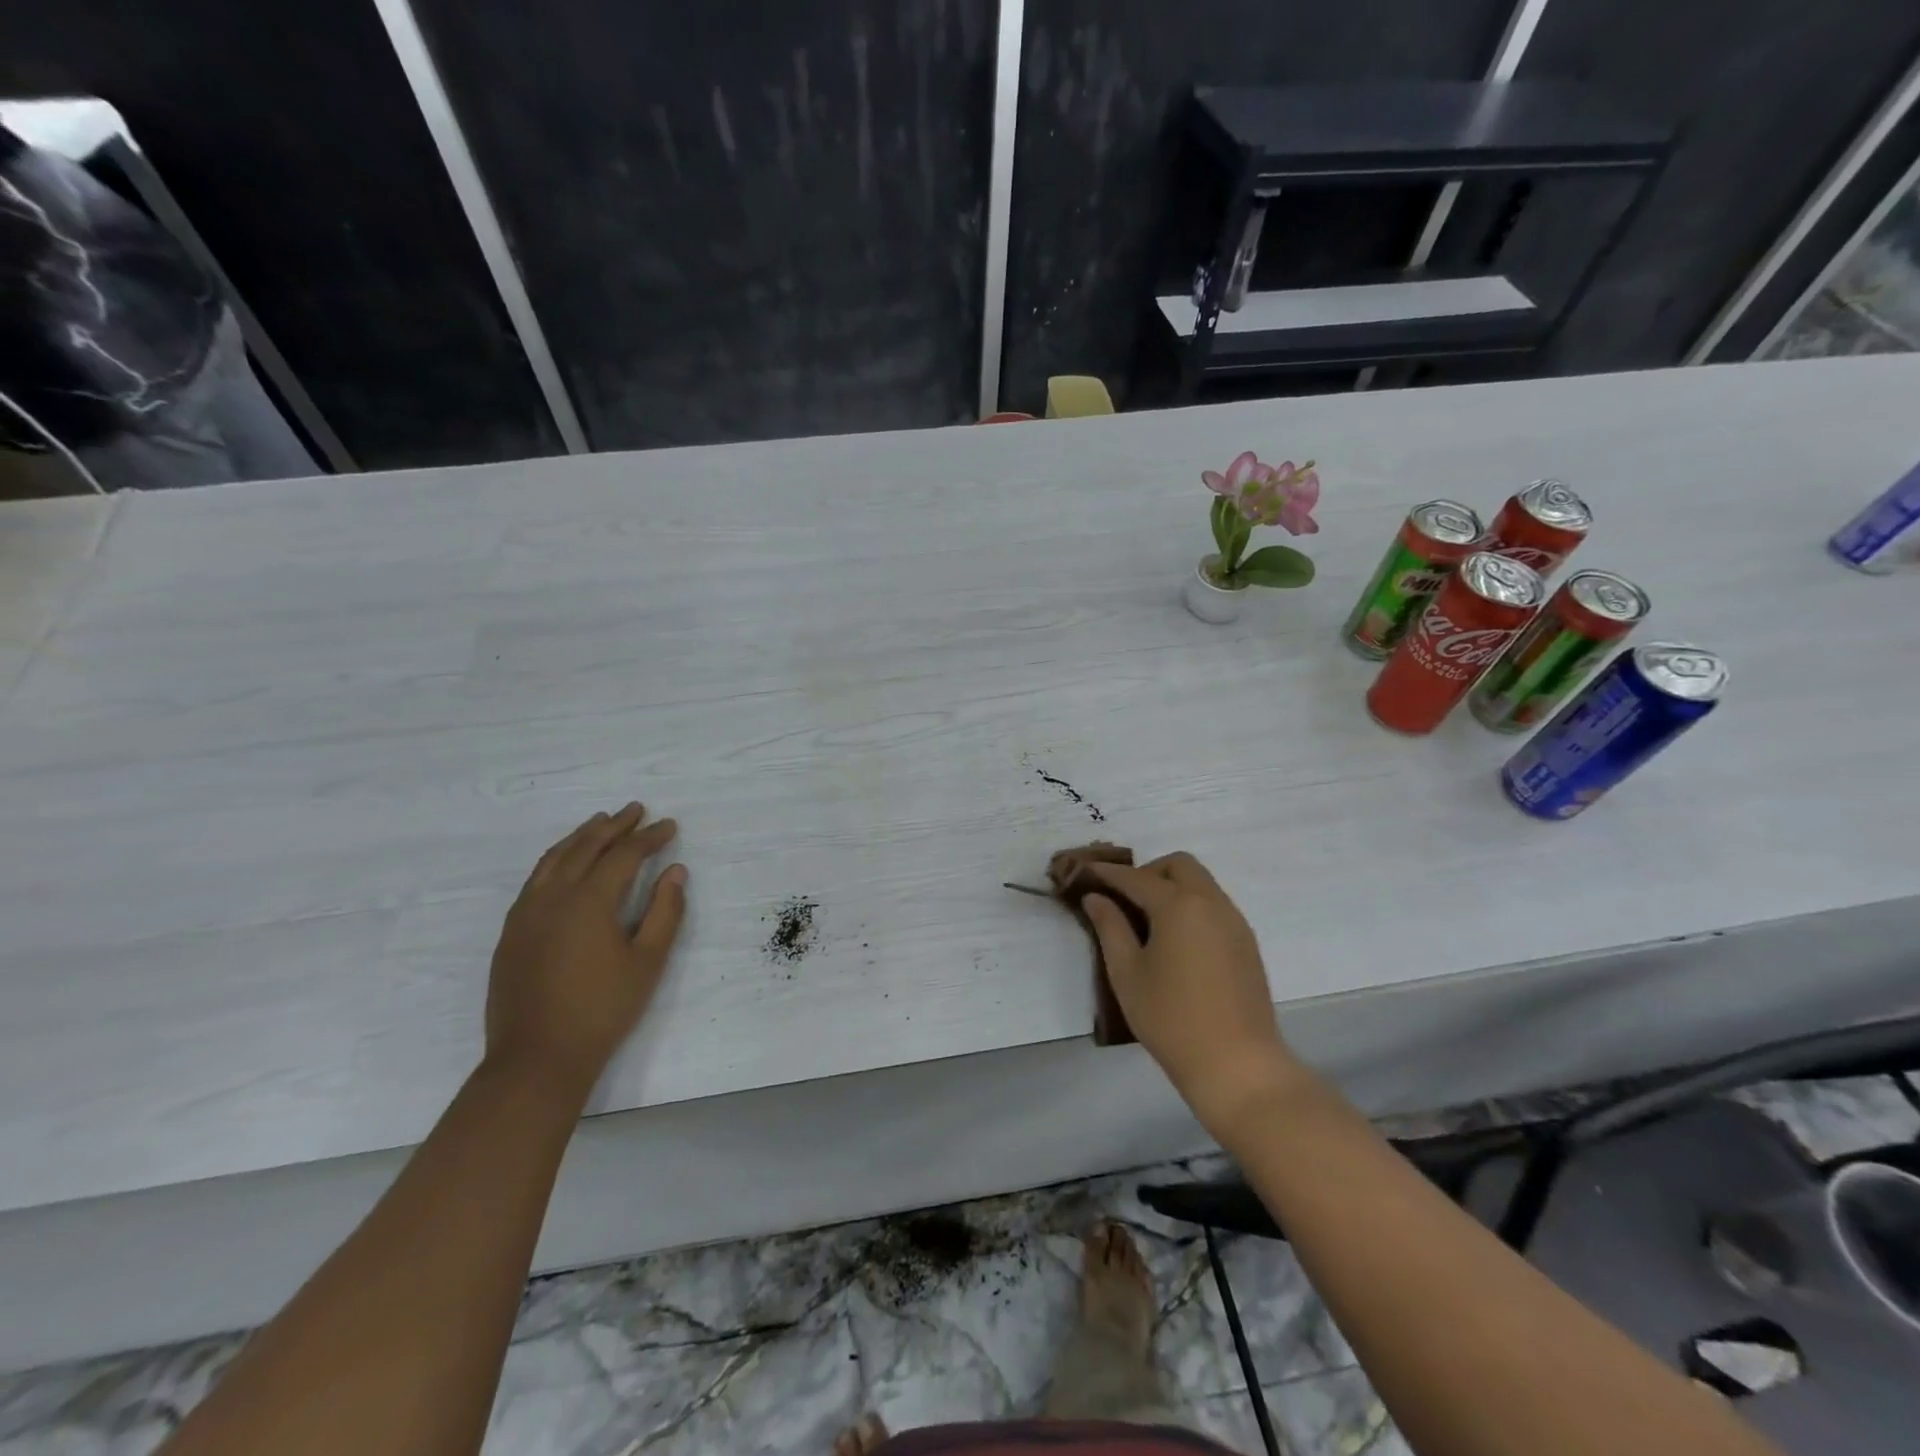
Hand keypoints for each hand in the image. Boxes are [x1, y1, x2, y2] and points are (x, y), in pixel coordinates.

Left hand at [485, 803, 686, 1095]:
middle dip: (614, 825)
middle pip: (586, 846)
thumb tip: (675, 871)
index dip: (649, 837)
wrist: (536, 1058)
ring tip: (600, 822)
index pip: (624, 855)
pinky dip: (556, 858)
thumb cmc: (602, 1010)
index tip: (669, 826)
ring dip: (581, 836)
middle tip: (636, 809)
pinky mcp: (511, 932)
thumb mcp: (648, 962)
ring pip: (554, 858)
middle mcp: (553, 896)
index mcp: (589, 901)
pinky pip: (535, 879)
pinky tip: (564, 863)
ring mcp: (526, 913)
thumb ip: (665, 912)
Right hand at [1081, 853, 1304, 1140]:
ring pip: (1201, 883)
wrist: (1237, 1065)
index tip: (1086, 872)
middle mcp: (1211, 902)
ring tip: (1148, 922)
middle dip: (1148, 872)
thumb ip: (1110, 927)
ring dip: (1172, 888)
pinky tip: (1176, 941)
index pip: (1136, 877)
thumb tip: (1096, 897)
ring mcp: (1234, 922)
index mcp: (1178, 905)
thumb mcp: (1127, 973)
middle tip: (1125, 900)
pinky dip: (1191, 906)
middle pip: (1178, 865)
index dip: (1108, 873)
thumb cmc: (1171, 1019)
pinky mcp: (1246, 943)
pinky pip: (1215, 906)